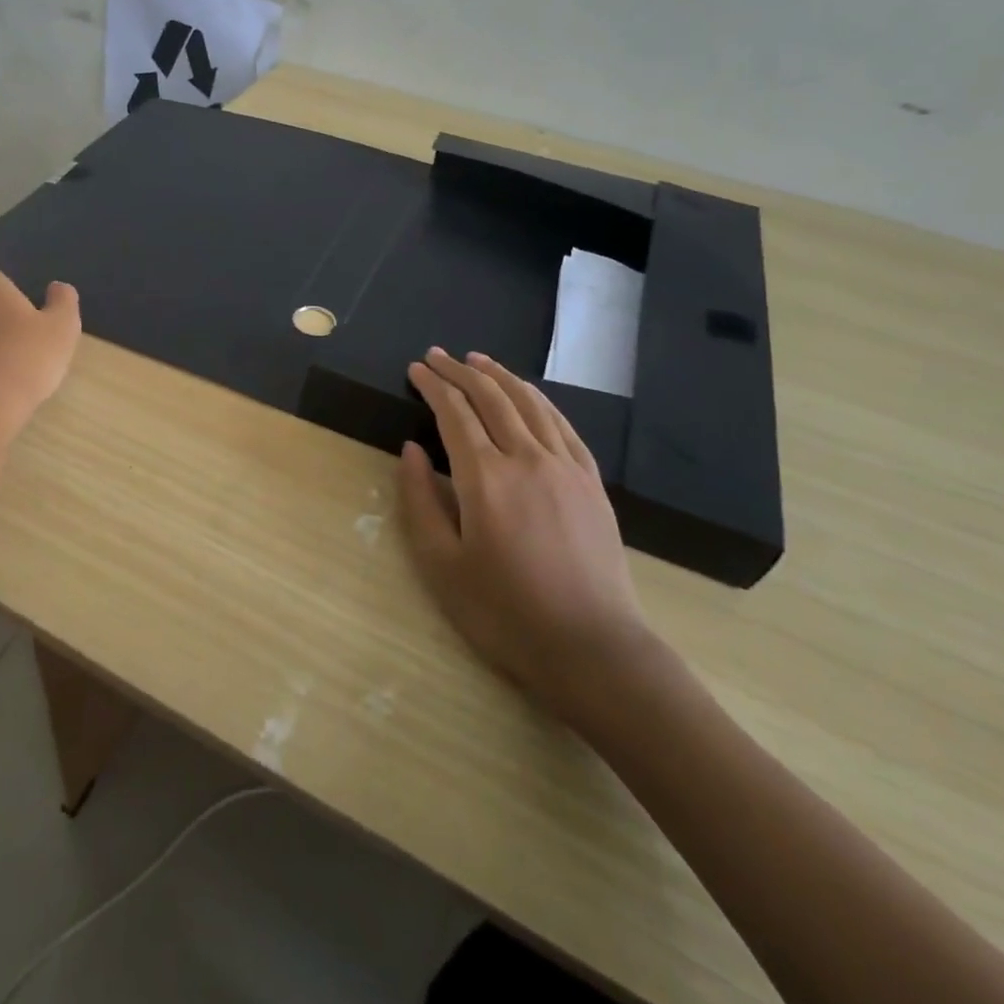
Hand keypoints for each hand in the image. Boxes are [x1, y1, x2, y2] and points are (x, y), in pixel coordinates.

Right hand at [399, 348, 654, 730]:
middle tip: (438, 355)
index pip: (454, 412)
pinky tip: (527, 395)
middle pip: (491, 397)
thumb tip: (411, 450)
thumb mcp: (442, 565)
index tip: (415, 369)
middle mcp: (526, 458)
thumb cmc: (505, 612)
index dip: (432, 385)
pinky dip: (538, 400)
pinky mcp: (591, 481)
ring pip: (529, 403)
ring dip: (499, 376)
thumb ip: (420, 500)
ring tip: (478, 360)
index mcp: (485, 478)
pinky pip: (562, 425)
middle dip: (460, 371)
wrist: (592, 647)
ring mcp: (565, 467)